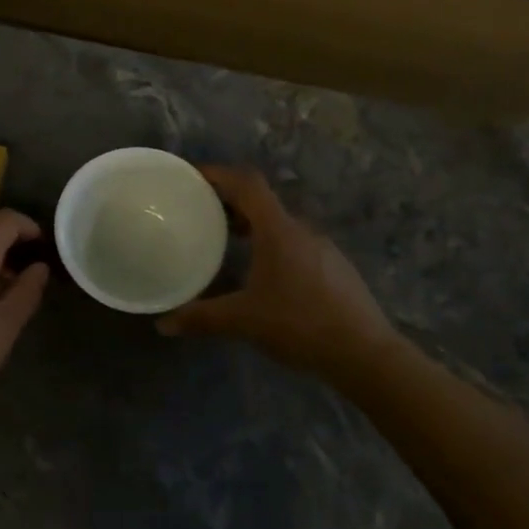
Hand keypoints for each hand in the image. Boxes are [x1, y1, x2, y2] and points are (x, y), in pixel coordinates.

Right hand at [158, 167, 399, 372]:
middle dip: (229, 202)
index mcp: (278, 230)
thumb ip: (201, 318)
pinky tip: (260, 273)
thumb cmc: (300, 324)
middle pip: (261, 202)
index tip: (191, 176)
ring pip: (278, 225)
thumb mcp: (244, 321)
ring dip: (250, 225)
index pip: (246, 184)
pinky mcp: (333, 268)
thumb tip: (163, 324)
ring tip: (224, 241)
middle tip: (199, 212)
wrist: (366, 354)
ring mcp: (322, 249)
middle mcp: (301, 230)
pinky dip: (269, 245)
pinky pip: (293, 244)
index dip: (218, 174)